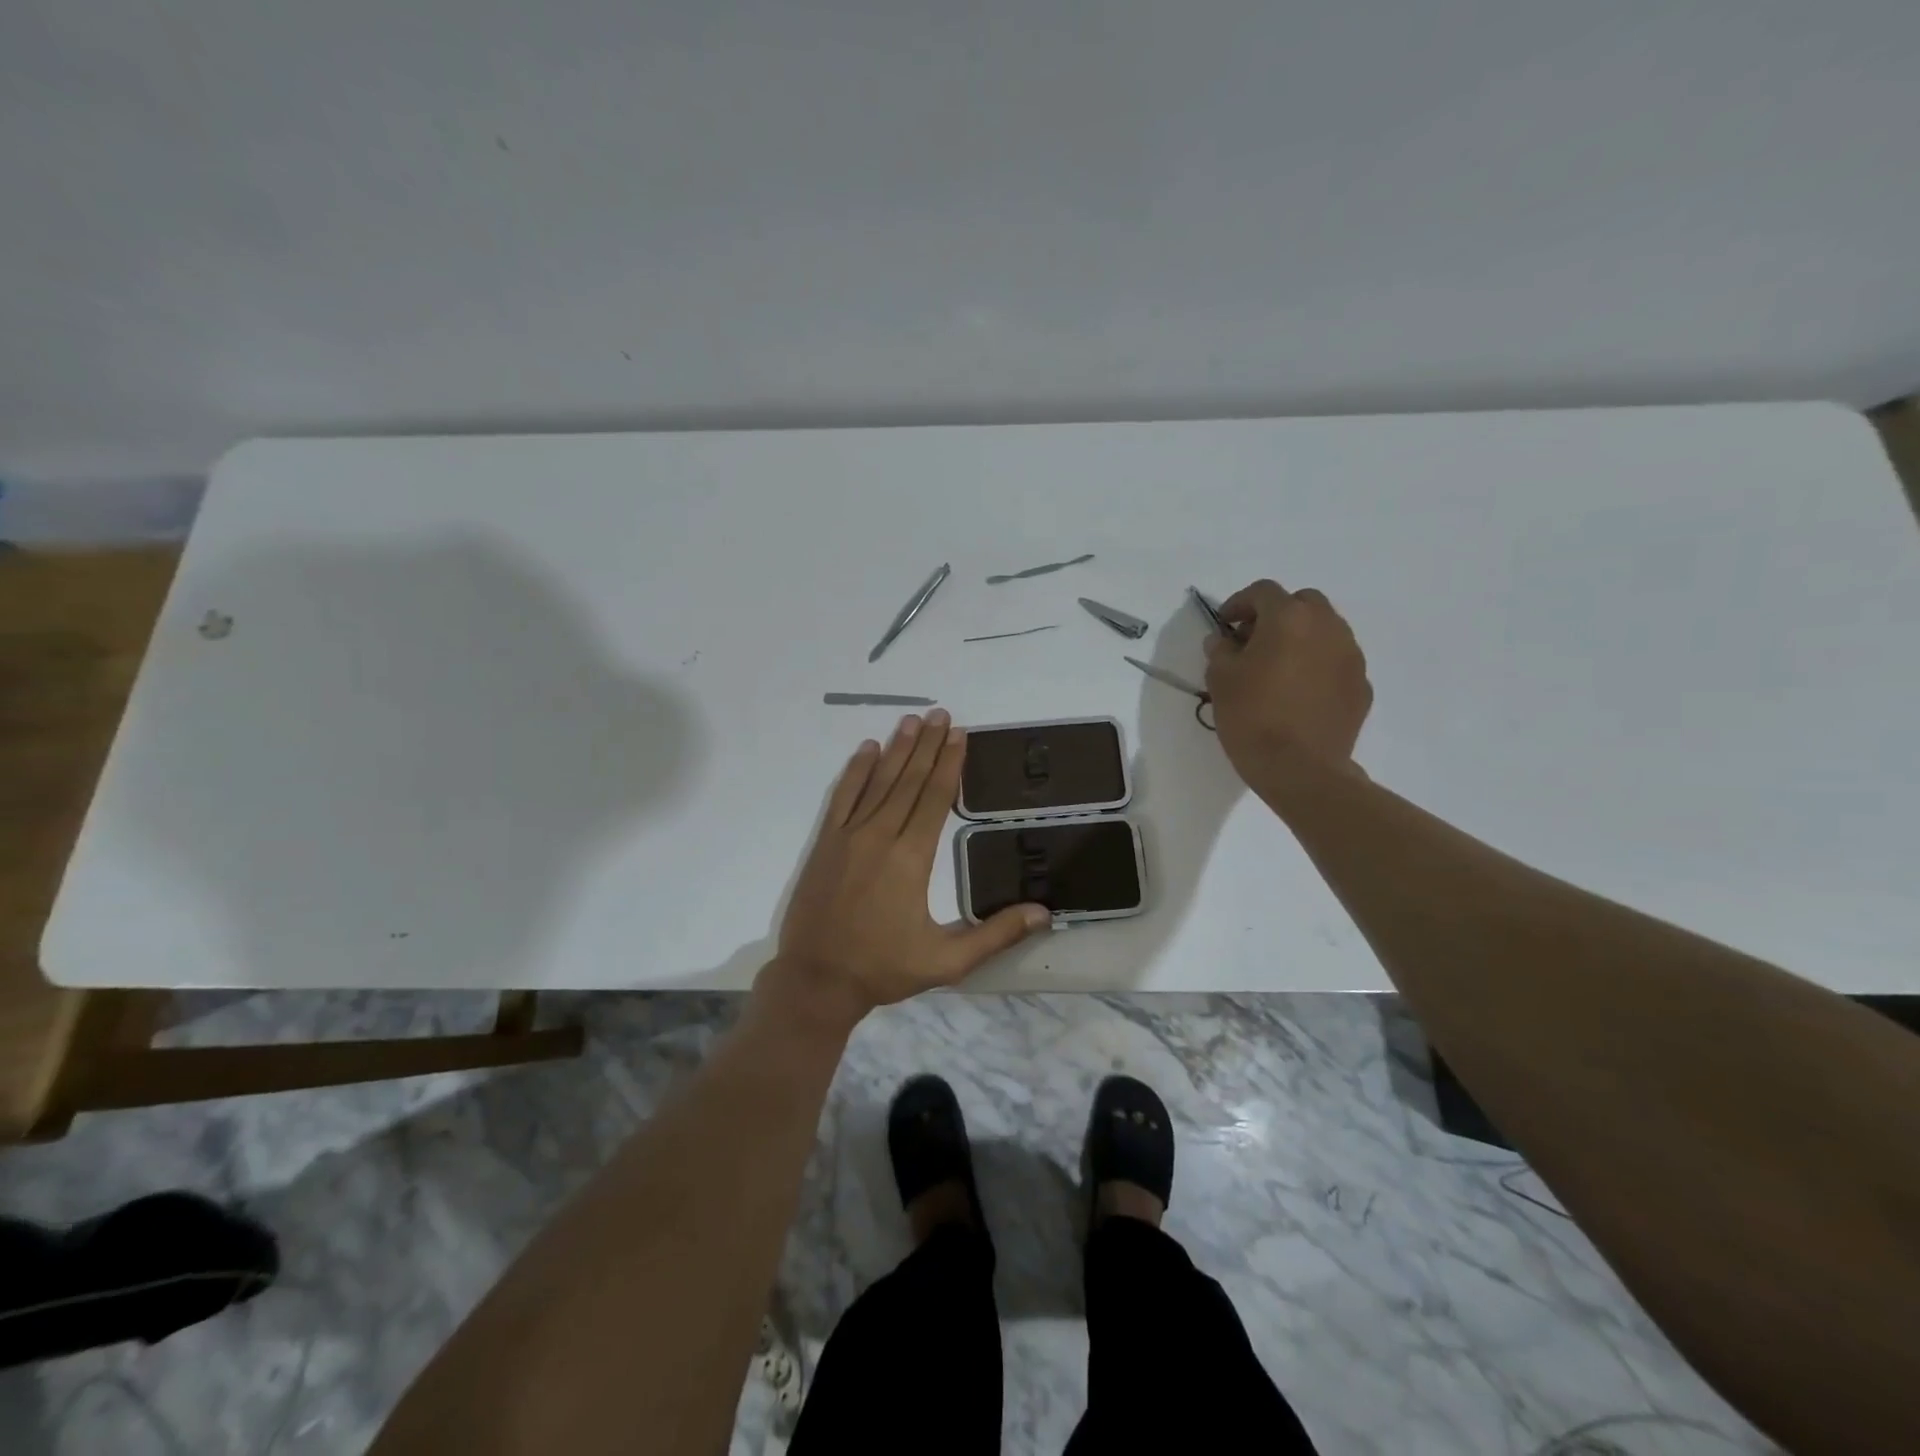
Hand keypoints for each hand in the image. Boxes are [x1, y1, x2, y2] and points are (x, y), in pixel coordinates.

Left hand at [768, 710, 1049, 1024]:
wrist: (816, 980)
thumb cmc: (883, 969)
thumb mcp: (947, 961)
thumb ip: (995, 934)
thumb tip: (1043, 913)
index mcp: (911, 858)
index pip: (935, 798)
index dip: (949, 764)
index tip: (959, 734)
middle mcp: (880, 836)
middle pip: (909, 780)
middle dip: (927, 745)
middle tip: (940, 714)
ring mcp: (849, 836)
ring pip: (878, 782)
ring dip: (896, 749)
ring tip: (911, 720)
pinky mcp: (826, 843)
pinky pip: (843, 796)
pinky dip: (855, 771)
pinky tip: (866, 749)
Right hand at [1203, 578, 1371, 802]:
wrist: (1300, 769)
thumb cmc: (1252, 717)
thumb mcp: (1220, 679)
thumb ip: (1220, 650)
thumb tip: (1224, 640)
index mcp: (1289, 618)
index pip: (1263, 591)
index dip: (1239, 603)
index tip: (1225, 626)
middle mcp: (1327, 627)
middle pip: (1302, 603)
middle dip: (1277, 615)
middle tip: (1254, 641)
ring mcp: (1351, 656)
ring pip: (1325, 630)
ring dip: (1301, 638)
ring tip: (1278, 668)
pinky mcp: (1362, 685)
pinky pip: (1337, 661)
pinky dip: (1318, 665)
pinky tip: (1299, 693)